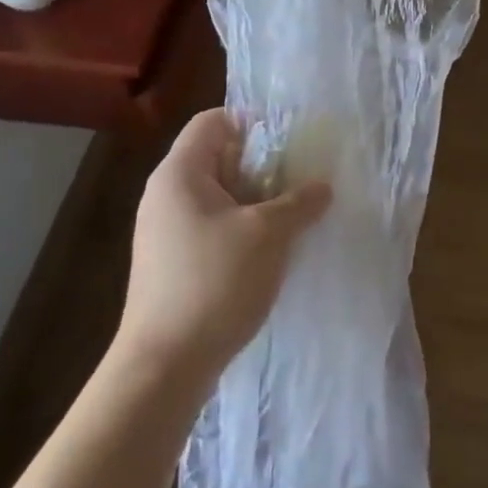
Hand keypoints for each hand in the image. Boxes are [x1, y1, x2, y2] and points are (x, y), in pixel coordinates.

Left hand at [116, 109, 331, 391]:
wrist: (164, 365)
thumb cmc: (215, 282)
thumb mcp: (268, 234)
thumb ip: (300, 203)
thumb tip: (323, 187)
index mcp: (179, 173)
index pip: (213, 121)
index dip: (252, 122)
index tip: (289, 142)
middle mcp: (166, 195)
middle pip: (217, 158)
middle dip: (262, 166)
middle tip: (300, 180)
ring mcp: (165, 231)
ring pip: (218, 196)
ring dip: (256, 201)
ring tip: (293, 215)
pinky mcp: (171, 263)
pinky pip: (211, 227)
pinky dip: (241, 228)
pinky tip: (270, 250)